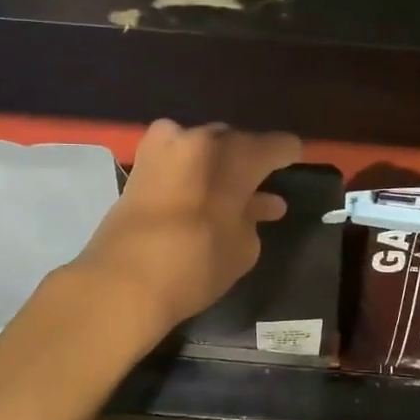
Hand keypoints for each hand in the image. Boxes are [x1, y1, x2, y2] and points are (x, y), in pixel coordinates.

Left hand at [76, 120, 302, 333]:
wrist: (123, 281)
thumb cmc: (196, 264)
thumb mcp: (244, 248)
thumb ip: (254, 218)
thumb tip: (257, 205)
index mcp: (235, 155)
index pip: (275, 145)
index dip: (289, 153)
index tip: (296, 160)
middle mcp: (200, 139)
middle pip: (235, 141)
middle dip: (248, 159)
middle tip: (260, 181)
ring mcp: (165, 148)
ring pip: (203, 147)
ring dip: (218, 165)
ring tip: (232, 190)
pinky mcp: (139, 165)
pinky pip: (177, 158)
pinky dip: (192, 170)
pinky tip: (200, 190)